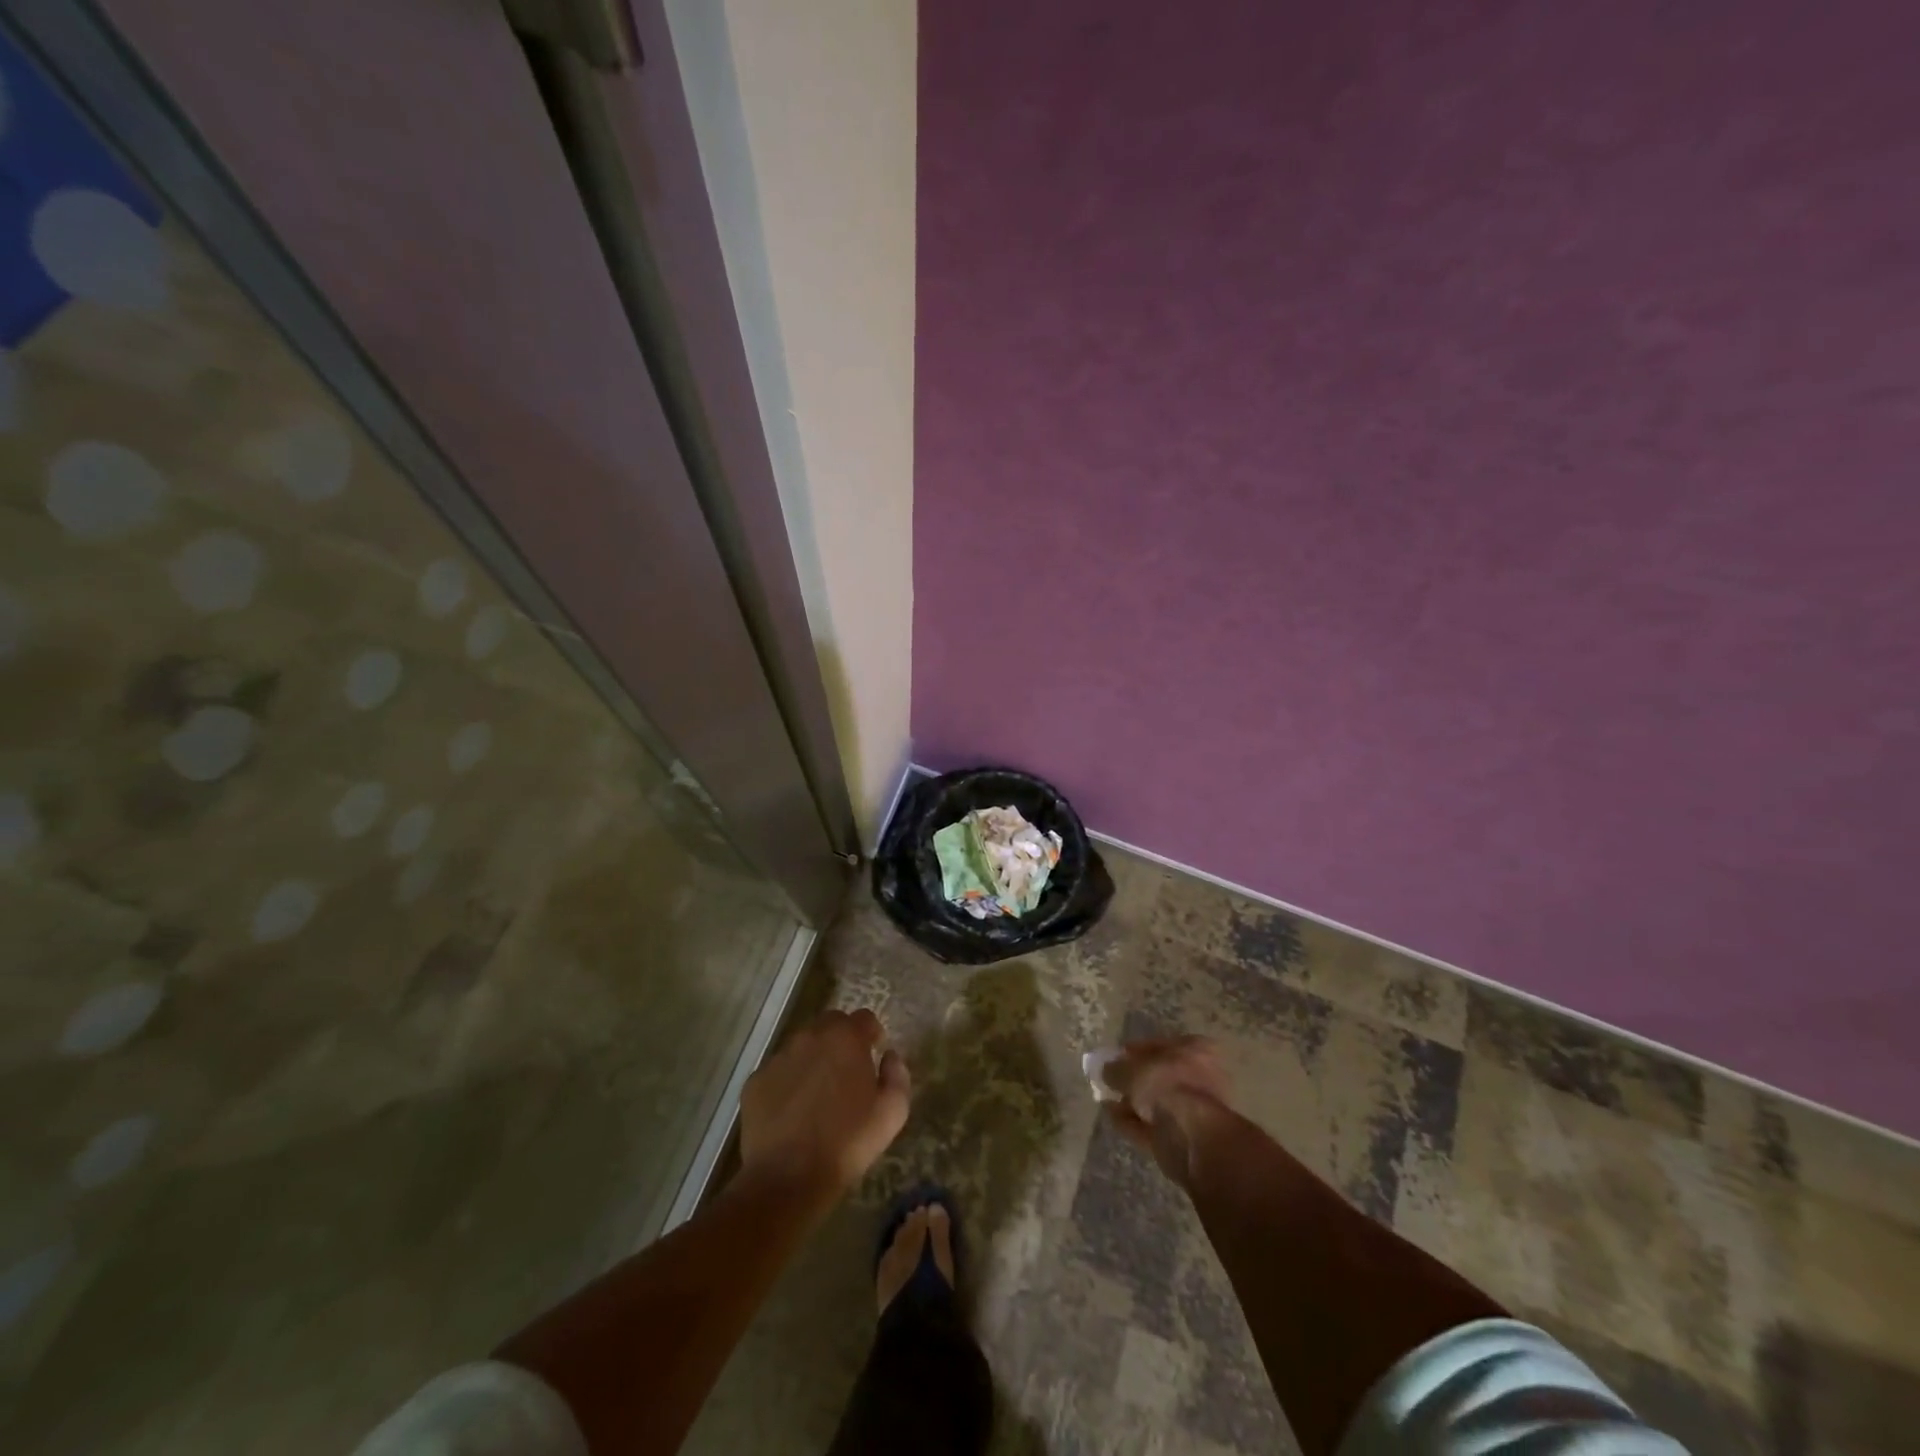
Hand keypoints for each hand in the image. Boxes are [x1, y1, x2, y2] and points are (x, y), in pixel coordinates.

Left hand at [738, 1009, 909, 1210]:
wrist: (788, 1178)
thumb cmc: (847, 1143)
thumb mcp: (892, 1113)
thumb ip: (897, 1075)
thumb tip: (889, 1056)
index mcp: (845, 1038)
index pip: (864, 1017)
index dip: (871, 1033)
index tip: (874, 1054)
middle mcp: (810, 1037)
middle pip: (830, 1024)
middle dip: (841, 1040)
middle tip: (846, 1073)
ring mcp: (778, 1057)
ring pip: (801, 1046)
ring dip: (813, 1059)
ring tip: (817, 1095)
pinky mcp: (755, 1081)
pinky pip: (778, 1072)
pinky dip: (787, 1082)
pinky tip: (792, 1112)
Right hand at [1105, 1036, 1232, 1184]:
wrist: (1192, 1137)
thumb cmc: (1167, 1087)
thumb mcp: (1132, 1070)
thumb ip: (1116, 1068)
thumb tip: (1107, 1070)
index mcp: (1195, 1050)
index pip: (1160, 1044)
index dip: (1134, 1051)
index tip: (1113, 1058)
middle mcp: (1199, 1077)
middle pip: (1159, 1075)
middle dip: (1134, 1080)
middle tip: (1110, 1081)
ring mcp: (1193, 1109)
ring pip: (1156, 1102)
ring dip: (1133, 1102)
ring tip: (1106, 1099)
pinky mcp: (1184, 1137)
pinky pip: (1153, 1125)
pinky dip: (1133, 1122)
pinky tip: (1112, 1118)